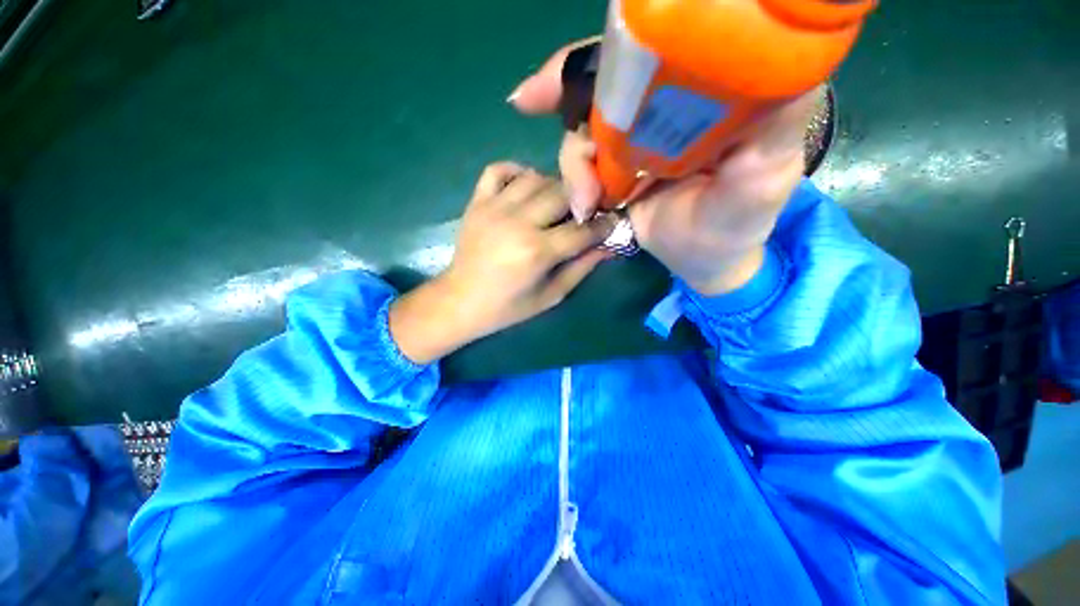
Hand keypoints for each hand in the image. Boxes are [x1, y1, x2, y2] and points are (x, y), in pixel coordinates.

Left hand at [389, 162, 614, 363]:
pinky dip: (516, 171)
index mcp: (537, 252)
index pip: (582, 230)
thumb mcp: (550, 296)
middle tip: (585, 211)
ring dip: (554, 187)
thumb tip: (608, 247)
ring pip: (536, 178)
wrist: (461, 301)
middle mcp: (518, 223)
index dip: (603, 225)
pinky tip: (526, 186)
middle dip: (581, 201)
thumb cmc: (508, 307)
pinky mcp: (477, 202)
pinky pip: (498, 169)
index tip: (613, 221)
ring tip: (558, 203)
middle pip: (562, 194)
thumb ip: (580, 269)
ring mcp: (494, 208)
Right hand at [511, 40, 818, 295]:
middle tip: (528, 104)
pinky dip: (572, 182)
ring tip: (586, 203)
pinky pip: (580, 167)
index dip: (607, 50)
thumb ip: (775, 121)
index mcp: (700, 97)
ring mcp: (631, 145)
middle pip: (602, 85)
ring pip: (583, 131)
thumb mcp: (767, 171)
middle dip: (564, 96)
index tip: (559, 63)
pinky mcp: (613, 176)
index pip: (648, 52)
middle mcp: (660, 111)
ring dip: (573, 164)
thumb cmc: (739, 220)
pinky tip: (583, 207)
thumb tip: (779, 64)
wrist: (704, 260)